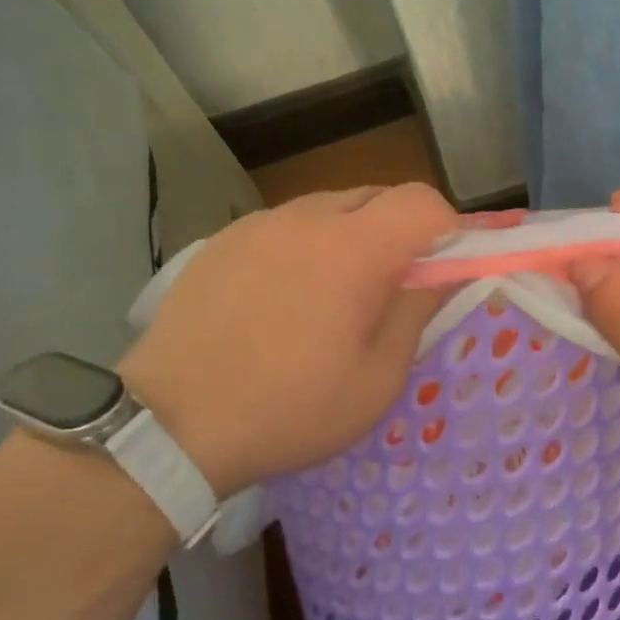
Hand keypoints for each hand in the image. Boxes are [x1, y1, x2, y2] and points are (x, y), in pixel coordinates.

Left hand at [121, 184, 455, 497]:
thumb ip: (417, 312)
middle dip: (400, 231)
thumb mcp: (377, 379)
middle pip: (376, 196)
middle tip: (391, 289)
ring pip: (328, 208)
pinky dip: (305, 246)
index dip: (446, 230)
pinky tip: (283, 299)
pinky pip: (284, 226)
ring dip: (351, 237)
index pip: (422, 201)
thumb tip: (443, 274)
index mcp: (354, 248)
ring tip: (333, 297)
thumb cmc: (291, 408)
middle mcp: (307, 218)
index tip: (441, 272)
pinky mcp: (222, 240)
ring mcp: (259, 225)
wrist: (172, 423)